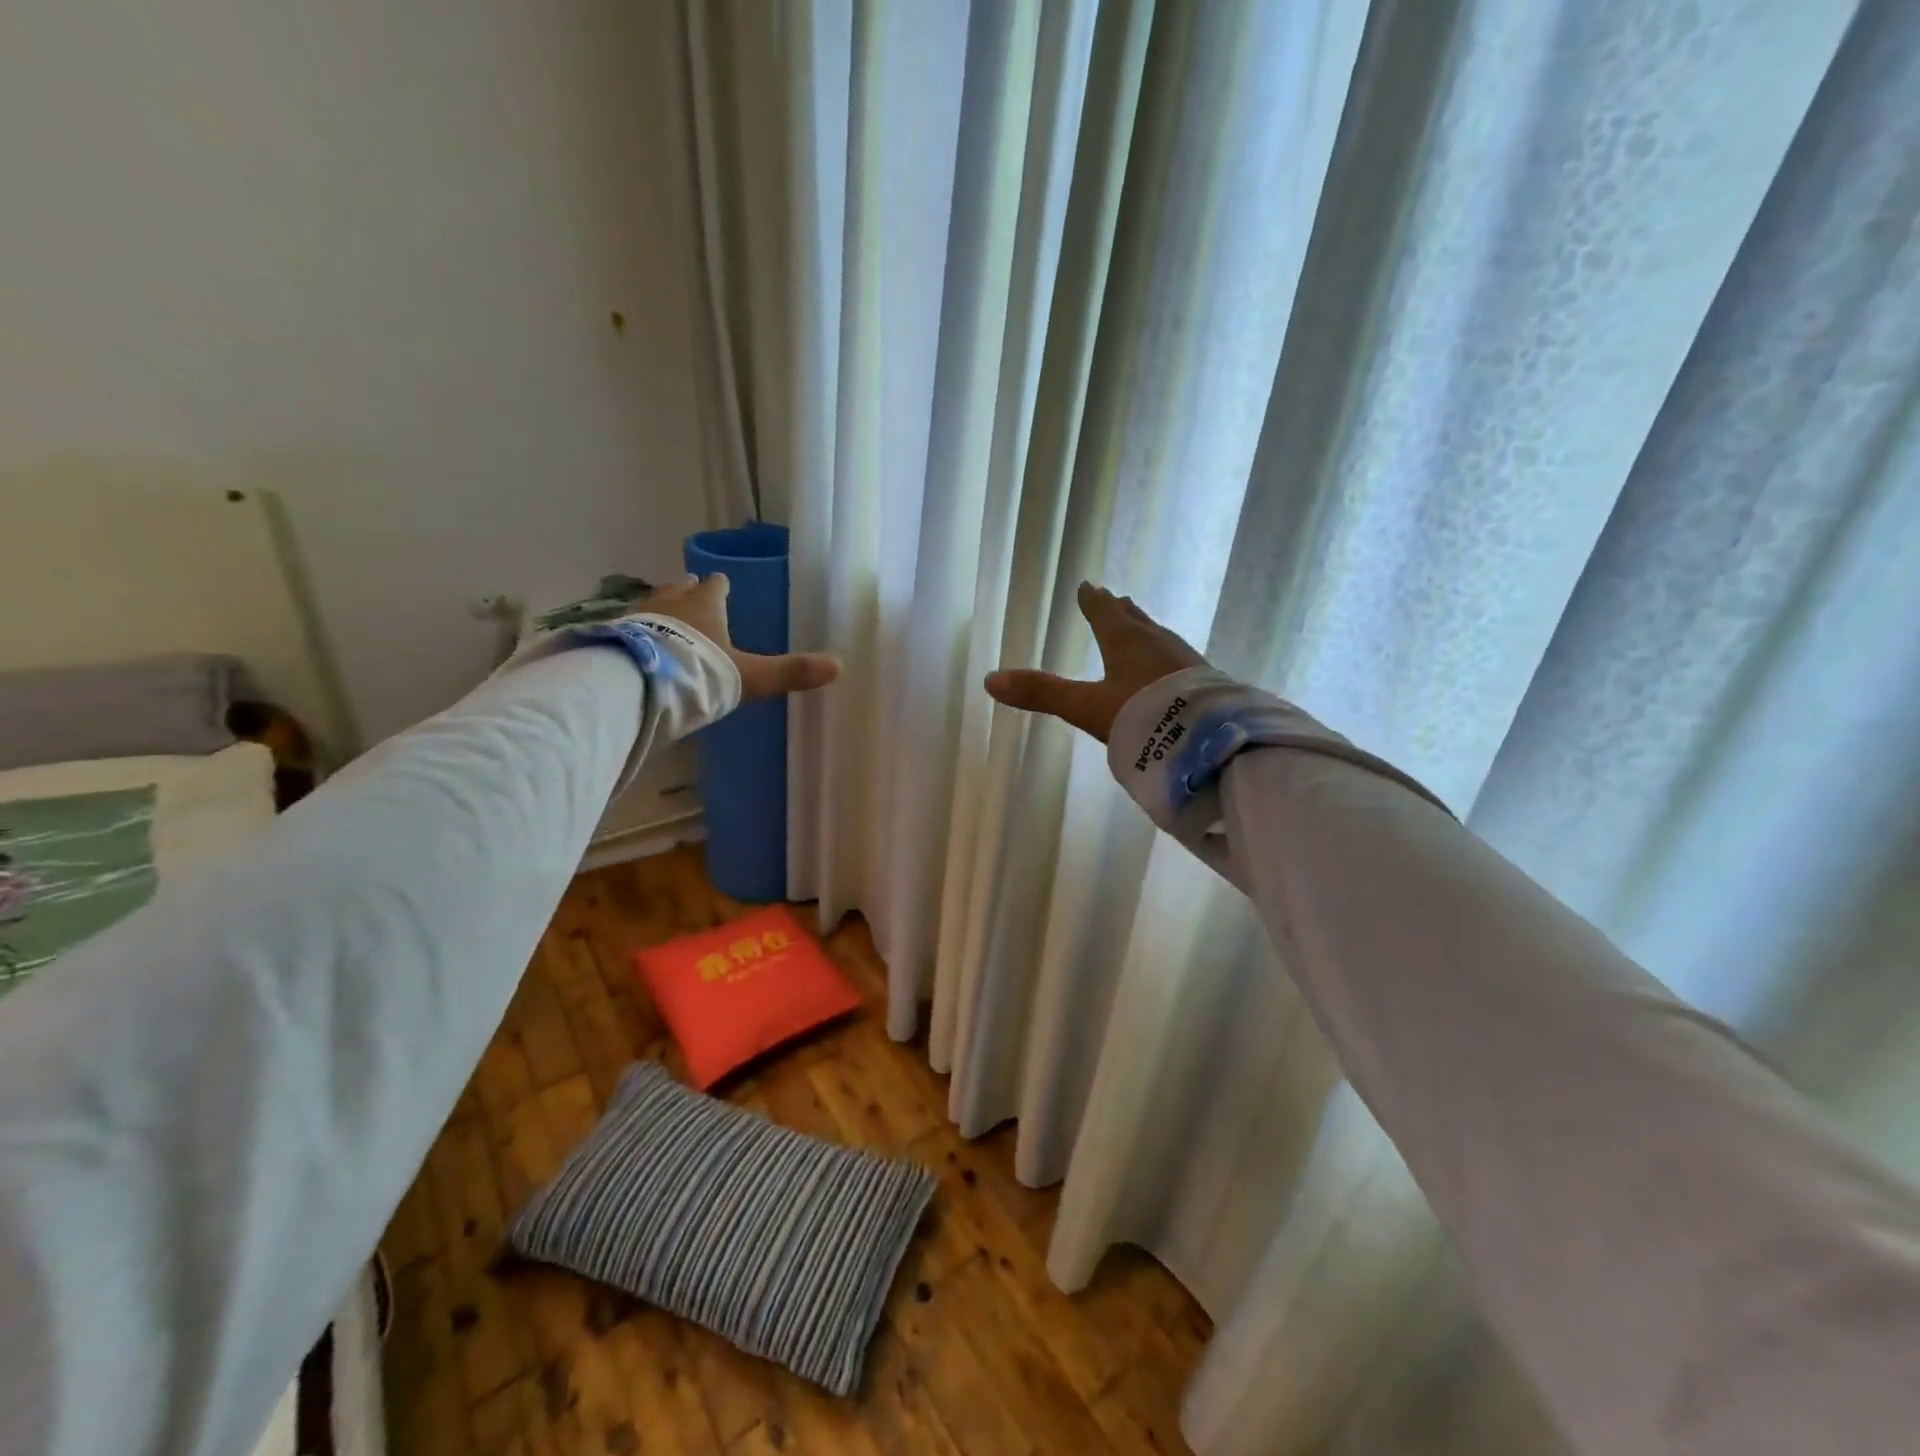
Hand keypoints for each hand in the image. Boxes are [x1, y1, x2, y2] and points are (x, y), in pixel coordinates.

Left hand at [645, 574, 840, 700]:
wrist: (641, 684)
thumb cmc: (702, 671)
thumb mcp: (753, 677)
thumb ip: (790, 672)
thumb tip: (838, 666)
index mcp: (706, 606)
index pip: (715, 587)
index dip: (720, 586)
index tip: (722, 583)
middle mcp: (671, 603)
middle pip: (680, 589)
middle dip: (687, 591)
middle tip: (692, 591)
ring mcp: (638, 618)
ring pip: (652, 604)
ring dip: (660, 608)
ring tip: (663, 614)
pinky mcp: (615, 636)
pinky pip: (629, 628)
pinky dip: (637, 632)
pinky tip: (637, 643)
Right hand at [984, 582, 1204, 741]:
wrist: (1209, 739)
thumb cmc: (1143, 715)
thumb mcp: (1086, 707)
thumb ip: (1042, 694)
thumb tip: (990, 680)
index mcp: (1125, 642)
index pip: (1104, 614)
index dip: (1092, 602)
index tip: (1088, 586)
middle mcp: (1157, 644)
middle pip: (1135, 621)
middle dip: (1122, 611)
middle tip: (1117, 598)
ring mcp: (1184, 662)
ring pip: (1159, 637)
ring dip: (1146, 630)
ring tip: (1141, 625)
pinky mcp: (1205, 682)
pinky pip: (1178, 659)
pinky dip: (1166, 656)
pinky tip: (1172, 669)